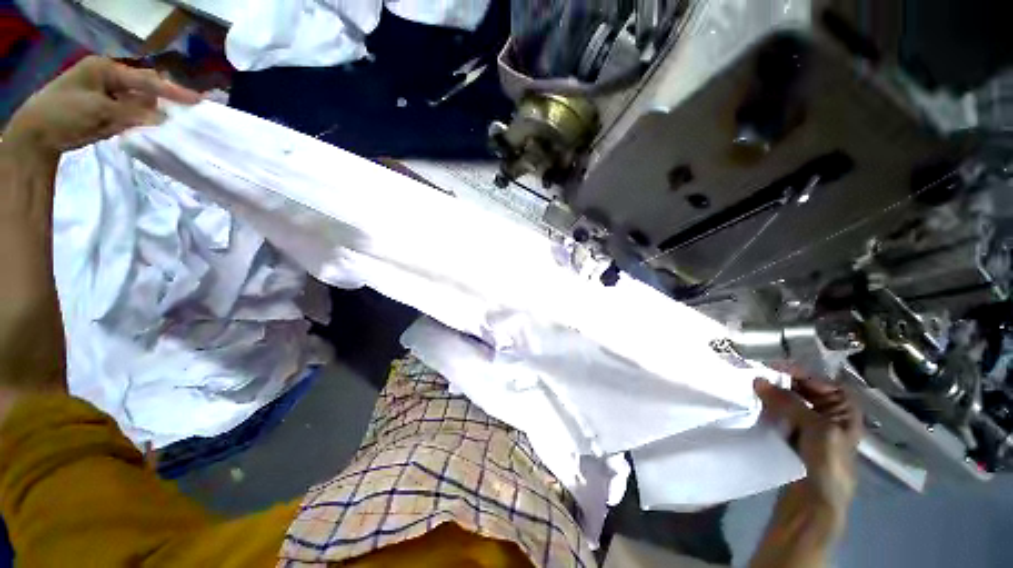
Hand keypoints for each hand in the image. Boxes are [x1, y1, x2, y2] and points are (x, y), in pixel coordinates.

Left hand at [3, 56, 199, 155]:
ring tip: (175, 121)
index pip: (144, 79)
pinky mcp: (105, 112)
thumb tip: (166, 118)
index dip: (171, 90)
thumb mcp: (99, 110)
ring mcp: (107, 96)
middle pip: (144, 87)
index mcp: (106, 69)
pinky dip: (143, 120)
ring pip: (139, 102)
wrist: (36, 136)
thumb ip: (133, 113)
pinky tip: (154, 126)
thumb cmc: (64, 113)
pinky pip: (131, 114)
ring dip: (154, 111)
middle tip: (188, 109)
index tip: (197, 100)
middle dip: (164, 98)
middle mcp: (109, 79)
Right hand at [755, 378, 861, 526]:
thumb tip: (757, 379)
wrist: (816, 501)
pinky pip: (780, 414)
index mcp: (845, 411)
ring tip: (754, 389)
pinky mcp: (792, 436)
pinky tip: (757, 404)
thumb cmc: (828, 462)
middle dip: (784, 382)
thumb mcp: (816, 428)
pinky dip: (769, 407)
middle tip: (759, 376)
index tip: (773, 366)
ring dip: (774, 394)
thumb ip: (788, 402)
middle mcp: (829, 415)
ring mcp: (809, 427)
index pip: (823, 382)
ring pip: (790, 401)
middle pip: (805, 390)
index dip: (801, 372)